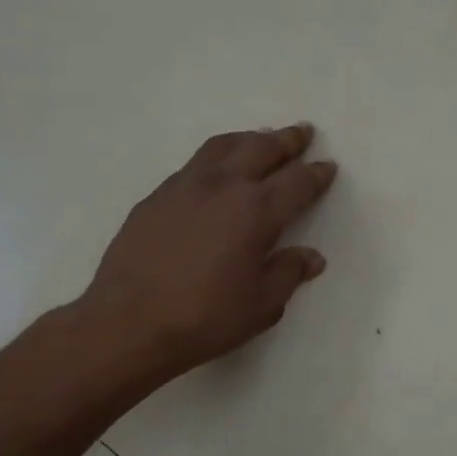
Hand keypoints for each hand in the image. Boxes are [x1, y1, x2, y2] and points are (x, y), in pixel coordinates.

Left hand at [77, 124, 336, 382]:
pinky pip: (194, 165)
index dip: (316, 174)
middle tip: (303, 132)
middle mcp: (222, 187)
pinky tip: (215, 173)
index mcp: (255, 211)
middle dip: (286, 140)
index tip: (328, 166)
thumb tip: (311, 257)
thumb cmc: (204, 318)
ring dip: (248, 139)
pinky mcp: (155, 198)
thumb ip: (288, 273)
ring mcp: (183, 187)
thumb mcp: (261, 305)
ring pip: (222, 147)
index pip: (296, 183)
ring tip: (260, 139)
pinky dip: (215, 159)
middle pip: (261, 149)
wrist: (128, 323)